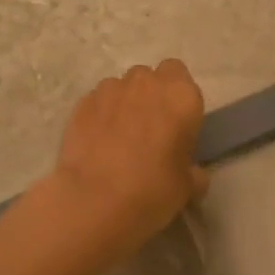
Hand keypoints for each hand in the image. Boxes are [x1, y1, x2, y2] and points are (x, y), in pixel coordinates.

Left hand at [49, 60, 208, 251]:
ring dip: (124, 103)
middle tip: (149, 129)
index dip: (176, 96)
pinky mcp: (82, 103)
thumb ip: (192, 171)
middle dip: (150, 95)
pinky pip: (98, 101)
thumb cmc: (152, 190)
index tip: (175, 122)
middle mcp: (146, 84)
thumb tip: (191, 173)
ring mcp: (110, 90)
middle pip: (150, 77)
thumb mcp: (187, 187)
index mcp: (180, 97)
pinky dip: (100, 115)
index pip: (180, 75)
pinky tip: (97, 142)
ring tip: (119, 137)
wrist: (95, 200)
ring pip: (121, 87)